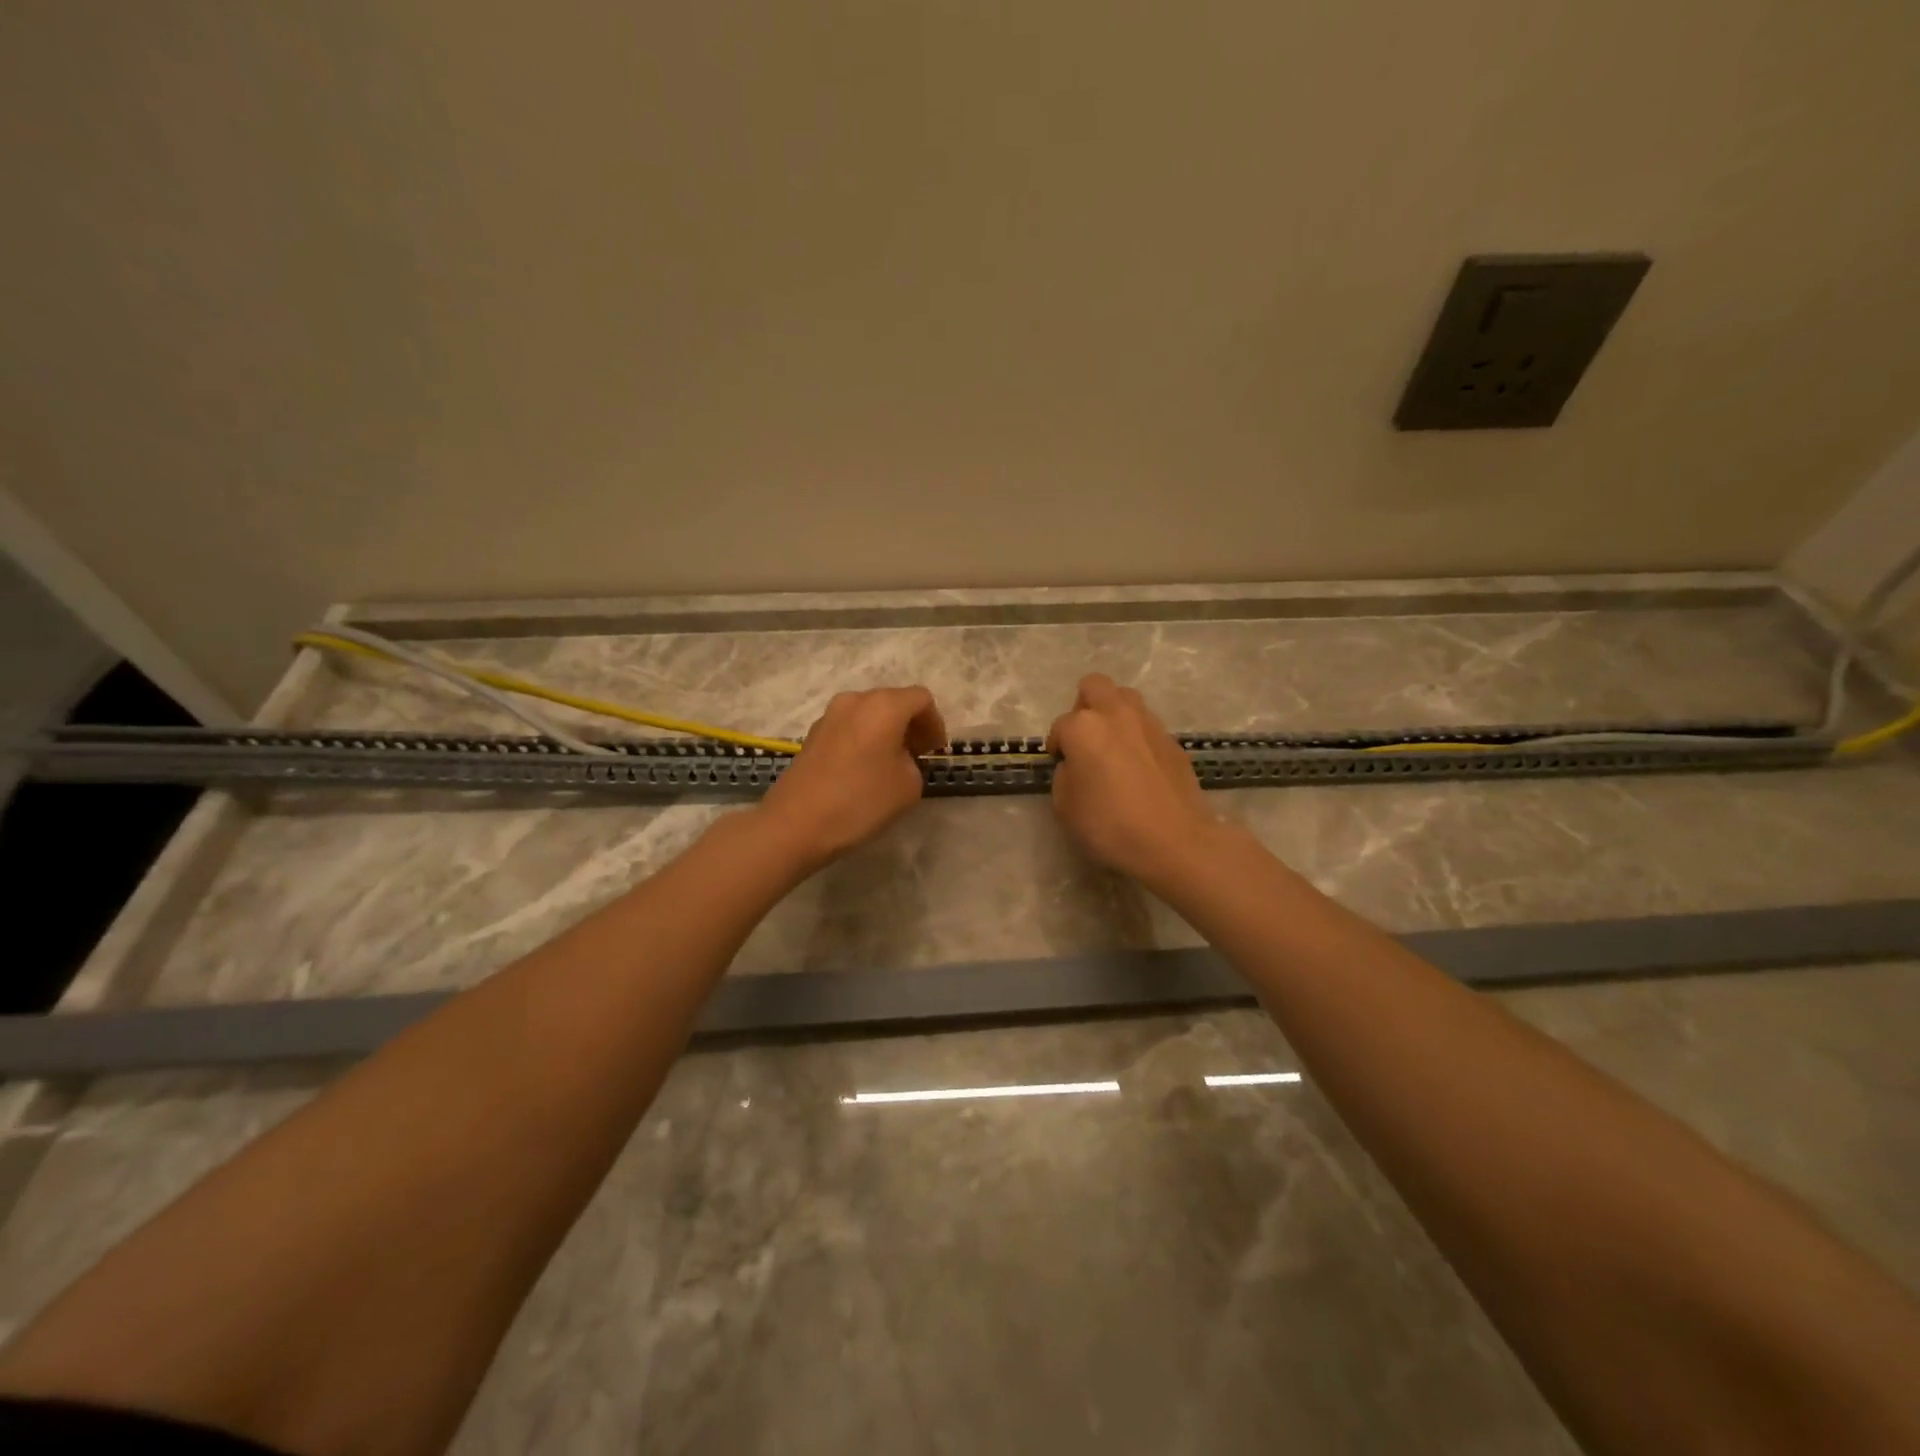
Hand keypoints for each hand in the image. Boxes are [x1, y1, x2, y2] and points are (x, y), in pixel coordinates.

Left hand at [757, 686, 947, 870]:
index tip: (935, 751)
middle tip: (918, 755)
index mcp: (883, 706)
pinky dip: (864, 739)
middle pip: (893, 701)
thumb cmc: (860, 800)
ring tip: (891, 764)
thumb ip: (914, 763)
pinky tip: (864, 769)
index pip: (921, 699)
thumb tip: (900, 758)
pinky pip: (849, 728)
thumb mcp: (908, 786)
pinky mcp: (812, 735)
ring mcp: (829, 716)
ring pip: (869, 714)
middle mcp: (855, 701)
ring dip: (886, 732)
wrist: (796, 823)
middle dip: (910, 725)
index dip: (935, 723)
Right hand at [1047, 674, 1217, 886]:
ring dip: (1114, 716)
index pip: (1060, 726)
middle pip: (1095, 686)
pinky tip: (1139, 769)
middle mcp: (1116, 714)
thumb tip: (1077, 766)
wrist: (1175, 842)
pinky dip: (1138, 738)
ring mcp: (1150, 725)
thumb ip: (1065, 776)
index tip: (1061, 767)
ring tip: (1113, 749)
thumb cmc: (1110, 825)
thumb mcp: (1065, 807)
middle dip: (1084, 706)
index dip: (1058, 747)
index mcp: (1084, 727)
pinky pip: (1148, 727)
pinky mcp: (1173, 742)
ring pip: (1126, 700)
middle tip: (1085, 739)